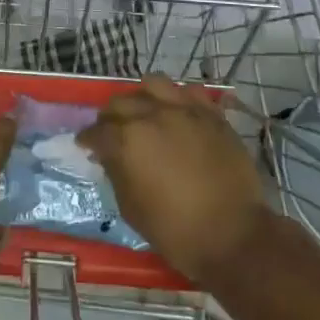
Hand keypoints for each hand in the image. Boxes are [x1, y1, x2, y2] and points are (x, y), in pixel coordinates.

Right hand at [78, 73, 270, 286]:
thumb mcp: (132, 209)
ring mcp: (184, 110)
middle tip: (111, 132)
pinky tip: (178, 113)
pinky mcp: (211, 114)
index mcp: (127, 141)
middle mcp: (152, 115)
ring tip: (144, 112)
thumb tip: (110, 156)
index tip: (86, 145)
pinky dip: (179, 99)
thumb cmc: (177, 231)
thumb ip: (117, 173)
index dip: (88, 139)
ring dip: (142, 97)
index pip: (97, 132)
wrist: (233, 235)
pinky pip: (190, 92)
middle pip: (120, 103)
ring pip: (153, 84)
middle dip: (110, 117)